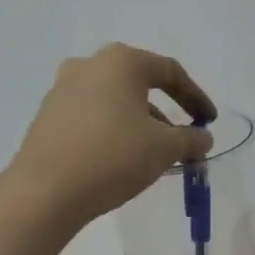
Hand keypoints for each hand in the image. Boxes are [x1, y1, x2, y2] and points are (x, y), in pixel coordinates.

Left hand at [7, 43, 216, 227]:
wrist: (45, 192)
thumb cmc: (113, 157)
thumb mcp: (164, 148)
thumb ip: (191, 139)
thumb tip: (203, 138)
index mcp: (121, 62)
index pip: (170, 72)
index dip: (196, 97)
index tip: (209, 122)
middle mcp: (90, 65)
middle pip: (139, 83)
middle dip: (166, 110)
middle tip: (182, 136)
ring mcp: (63, 88)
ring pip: (114, 100)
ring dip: (139, 122)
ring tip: (154, 153)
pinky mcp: (48, 115)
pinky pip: (92, 115)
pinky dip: (113, 129)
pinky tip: (121, 156)